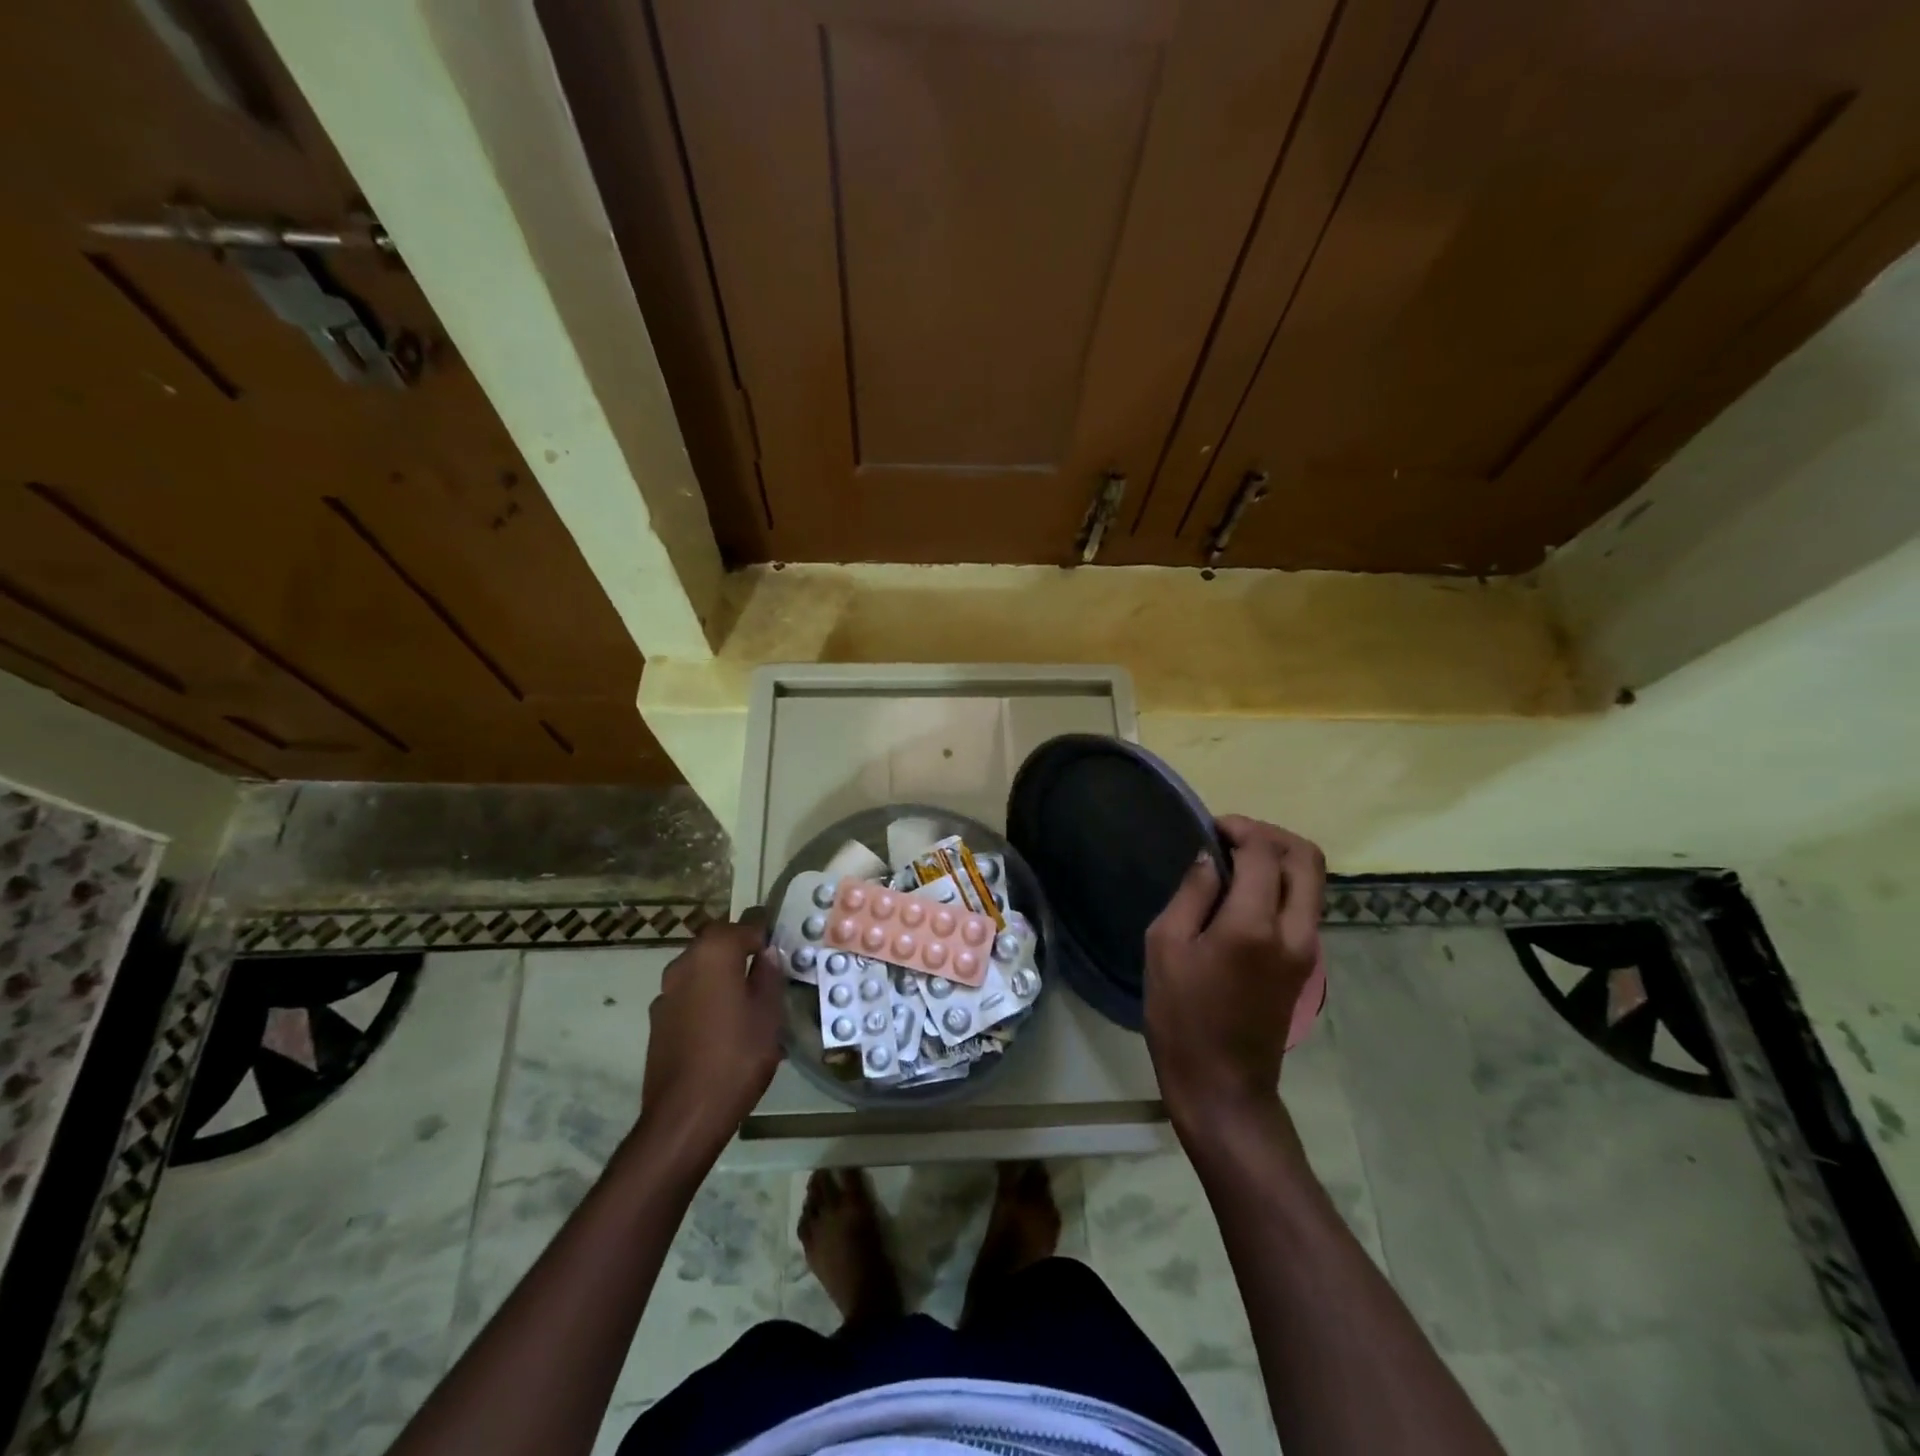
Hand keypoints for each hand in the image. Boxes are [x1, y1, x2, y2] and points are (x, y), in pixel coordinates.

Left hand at [638, 919, 783, 1157]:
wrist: (685, 1115)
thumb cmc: (737, 1057)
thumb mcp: (768, 1015)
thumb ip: (769, 977)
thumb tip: (767, 954)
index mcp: (715, 954)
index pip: (744, 923)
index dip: (764, 928)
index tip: (780, 938)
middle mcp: (684, 963)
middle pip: (717, 942)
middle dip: (740, 948)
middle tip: (766, 966)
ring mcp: (666, 993)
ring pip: (700, 969)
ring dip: (721, 973)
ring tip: (746, 998)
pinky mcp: (658, 1020)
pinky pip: (688, 994)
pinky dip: (706, 997)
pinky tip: (722, 1024)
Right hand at [1144, 816, 1324, 1125]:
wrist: (1222, 1085)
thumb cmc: (1181, 1016)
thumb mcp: (1166, 946)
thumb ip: (1192, 894)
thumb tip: (1211, 859)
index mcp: (1254, 925)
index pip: (1264, 852)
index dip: (1239, 828)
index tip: (1210, 829)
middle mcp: (1295, 931)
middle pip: (1307, 858)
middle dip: (1271, 835)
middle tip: (1232, 837)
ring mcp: (1309, 950)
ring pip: (1312, 882)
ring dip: (1279, 859)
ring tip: (1236, 862)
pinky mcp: (1307, 965)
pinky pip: (1304, 905)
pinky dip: (1282, 885)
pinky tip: (1244, 894)